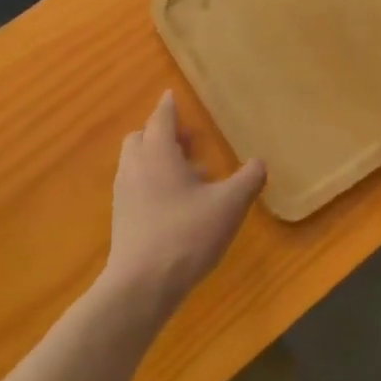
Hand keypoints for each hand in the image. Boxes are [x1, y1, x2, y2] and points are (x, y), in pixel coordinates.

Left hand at [104, 92, 265, 312]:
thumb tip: (259, 162)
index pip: (161, 118)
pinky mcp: (121, 217)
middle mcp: (135, 166)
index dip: (169, 106)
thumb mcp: (229, 205)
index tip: (172, 95)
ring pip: (137, 162)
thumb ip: (248, 179)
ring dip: (159, 159)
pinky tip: (177, 205)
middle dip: (163, 133)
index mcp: (157, 153)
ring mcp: (124, 193)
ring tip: (190, 177)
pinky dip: (152, 181)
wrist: (142, 285)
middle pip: (142, 137)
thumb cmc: (187, 235)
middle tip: (190, 142)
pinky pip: (136, 185)